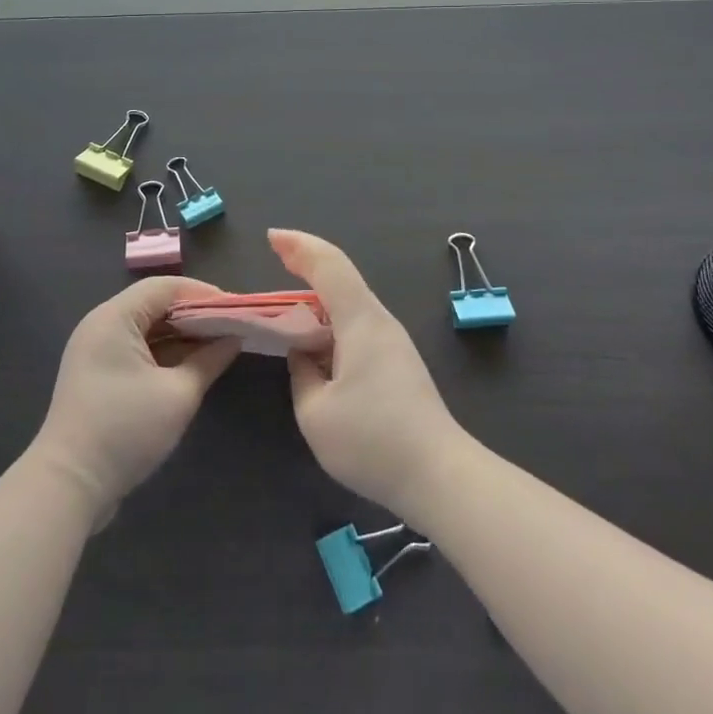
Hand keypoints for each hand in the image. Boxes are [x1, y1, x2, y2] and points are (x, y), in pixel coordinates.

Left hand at [32, 276, 239, 523]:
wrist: (68, 486)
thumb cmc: (125, 430)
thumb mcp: (178, 395)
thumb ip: (209, 360)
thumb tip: (234, 338)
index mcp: (115, 317)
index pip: (165, 287)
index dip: (203, 293)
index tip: (235, 307)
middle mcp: (102, 324)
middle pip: (154, 304)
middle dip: (194, 314)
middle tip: (231, 326)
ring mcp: (96, 351)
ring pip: (146, 328)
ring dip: (181, 335)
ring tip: (218, 344)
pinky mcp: (97, 375)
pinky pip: (136, 349)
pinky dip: (164, 353)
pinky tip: (192, 365)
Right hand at [276, 229, 467, 519]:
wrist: (440, 476)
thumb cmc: (373, 441)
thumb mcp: (315, 413)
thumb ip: (301, 373)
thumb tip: (303, 355)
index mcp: (360, 320)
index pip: (328, 265)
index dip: (298, 246)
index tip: (271, 237)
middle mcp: (379, 321)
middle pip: (341, 276)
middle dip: (307, 260)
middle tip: (276, 254)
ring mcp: (392, 342)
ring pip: (350, 301)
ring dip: (318, 292)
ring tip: (288, 299)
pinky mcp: (398, 363)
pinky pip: (357, 324)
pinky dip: (330, 318)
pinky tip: (317, 337)